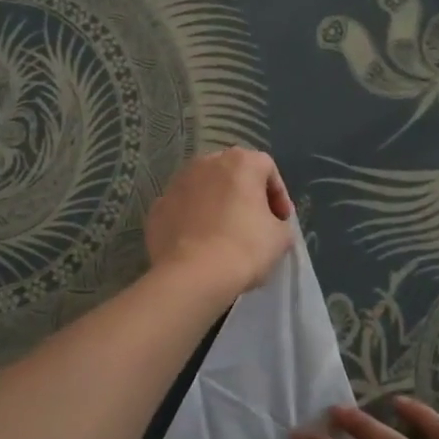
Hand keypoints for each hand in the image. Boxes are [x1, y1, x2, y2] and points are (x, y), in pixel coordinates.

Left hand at [145, 148, 293, 299]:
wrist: (192, 276)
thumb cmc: (244, 248)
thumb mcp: (281, 237)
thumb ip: (279, 222)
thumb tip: (269, 224)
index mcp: (240, 162)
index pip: (267, 168)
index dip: (278, 195)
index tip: (281, 220)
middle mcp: (205, 163)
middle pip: (233, 174)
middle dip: (245, 195)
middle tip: (254, 223)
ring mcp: (176, 184)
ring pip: (204, 189)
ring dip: (216, 205)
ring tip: (224, 234)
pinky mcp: (157, 208)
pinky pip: (183, 209)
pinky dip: (192, 221)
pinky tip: (199, 244)